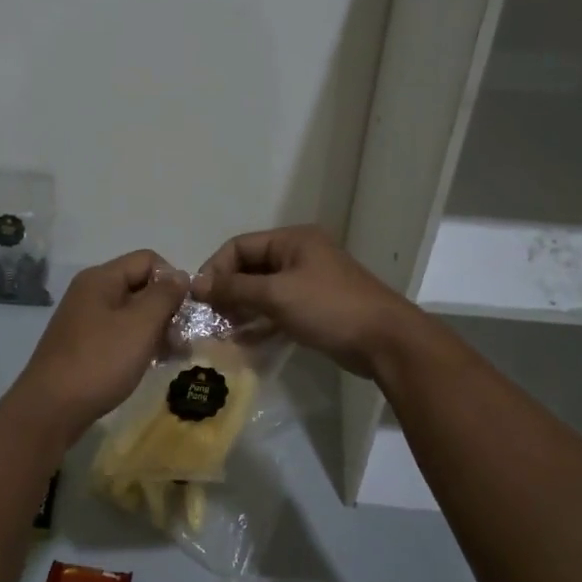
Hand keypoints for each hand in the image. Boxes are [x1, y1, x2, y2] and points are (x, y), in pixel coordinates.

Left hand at [8, 249, 188, 441]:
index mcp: (101, 279)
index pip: (148, 260)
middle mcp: (91, 293)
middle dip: (167, 308)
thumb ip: (164, 296)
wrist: (51, 409)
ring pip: (132, 313)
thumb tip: (179, 275)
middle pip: (140, 286)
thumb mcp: (140, 325)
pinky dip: (139, 344)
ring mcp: (86, 320)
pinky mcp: (84, 346)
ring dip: (157, 329)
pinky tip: (153, 363)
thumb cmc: (100, 361)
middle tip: (183, 338)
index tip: (186, 311)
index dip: (172, 280)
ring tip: (175, 354)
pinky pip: (120, 334)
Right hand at [192, 226, 420, 377]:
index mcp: (292, 240)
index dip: (215, 269)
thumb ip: (235, 288)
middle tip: (207, 318)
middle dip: (227, 291)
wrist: (384, 340)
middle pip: (250, 267)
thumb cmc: (329, 308)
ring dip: (240, 308)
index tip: (198, 299)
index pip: (239, 246)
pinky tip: (243, 340)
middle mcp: (299, 255)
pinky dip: (259, 320)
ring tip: (220, 332)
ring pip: (262, 290)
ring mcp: (308, 282)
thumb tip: (197, 285)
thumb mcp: (277, 295)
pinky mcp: (314, 307)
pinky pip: (277, 308)